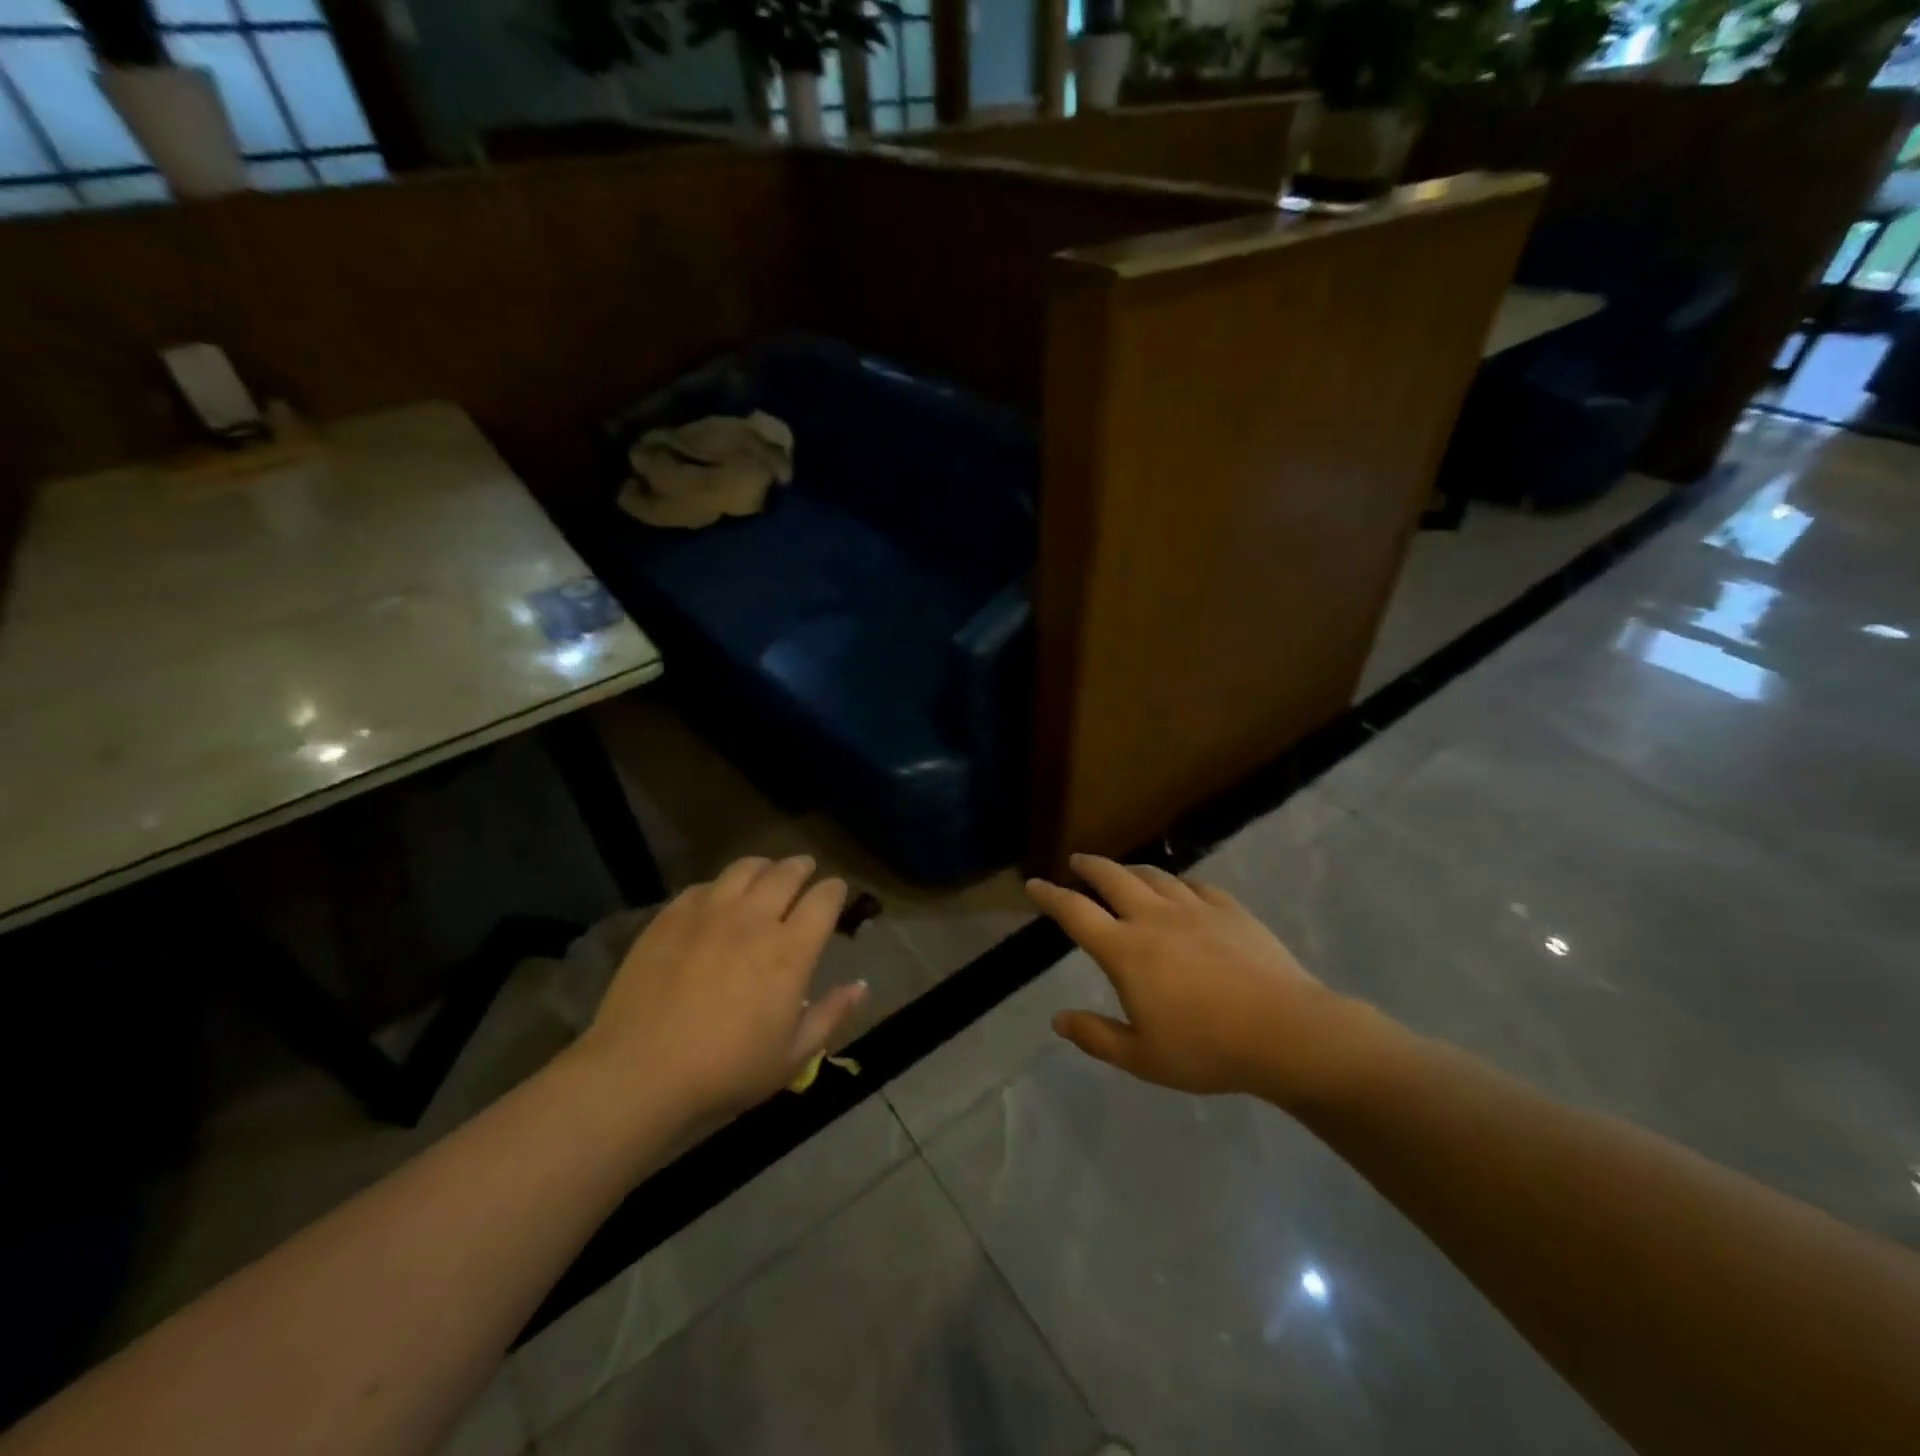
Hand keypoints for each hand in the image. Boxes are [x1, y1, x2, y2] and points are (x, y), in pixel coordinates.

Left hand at [572, 856, 867, 1121]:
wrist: (640, 1072)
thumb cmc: (726, 1070)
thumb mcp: (792, 1057)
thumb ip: (831, 1015)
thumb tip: (861, 986)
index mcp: (790, 951)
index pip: (823, 900)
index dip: (834, 890)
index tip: (836, 890)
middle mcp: (754, 920)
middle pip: (786, 873)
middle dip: (803, 867)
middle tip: (806, 870)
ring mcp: (709, 913)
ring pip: (745, 868)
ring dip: (764, 867)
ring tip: (766, 873)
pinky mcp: (671, 917)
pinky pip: (704, 886)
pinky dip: (720, 886)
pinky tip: (717, 899)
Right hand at [1027, 854, 1375, 1108]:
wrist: (1286, 1032)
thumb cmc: (1207, 1049)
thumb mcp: (1142, 1058)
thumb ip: (1096, 1036)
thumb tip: (1058, 1019)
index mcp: (1126, 950)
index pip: (1076, 912)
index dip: (1050, 896)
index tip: (1034, 884)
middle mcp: (1154, 918)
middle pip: (1112, 878)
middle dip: (1089, 867)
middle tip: (1078, 862)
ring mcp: (1195, 908)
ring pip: (1153, 877)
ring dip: (1130, 871)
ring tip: (1123, 873)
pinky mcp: (1230, 909)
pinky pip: (1194, 885)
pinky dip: (1176, 883)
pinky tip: (1179, 890)